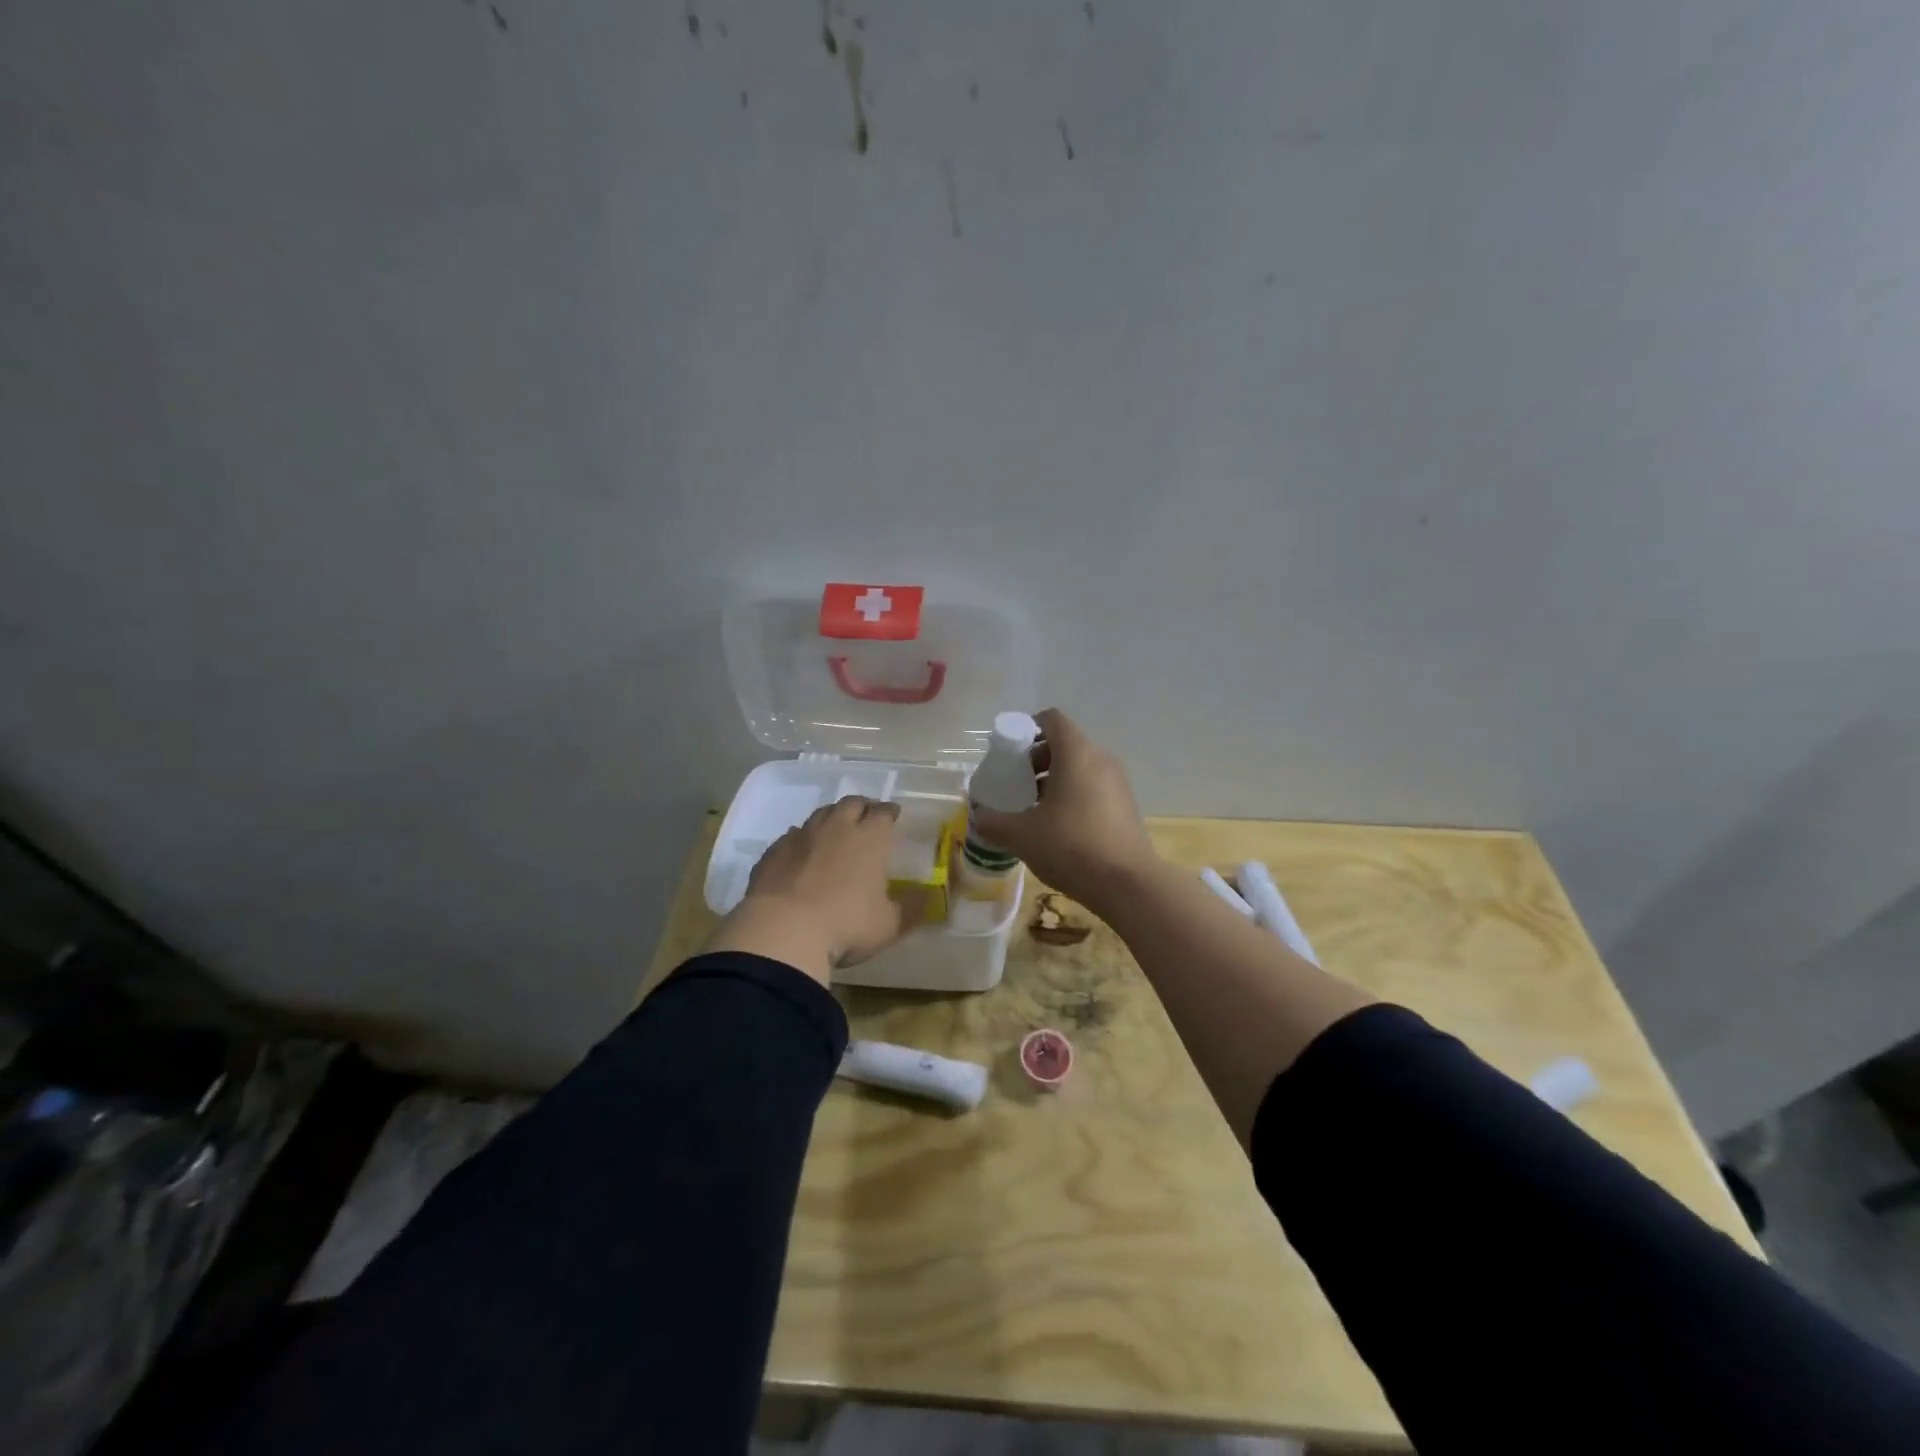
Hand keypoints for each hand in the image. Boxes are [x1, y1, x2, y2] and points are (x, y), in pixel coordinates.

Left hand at [705, 796, 918, 985]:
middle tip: (866, 815)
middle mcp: (836, 828)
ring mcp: (801, 837)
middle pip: (851, 804)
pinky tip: (801, 851)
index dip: (889, 812)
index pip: (883, 813)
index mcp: (869, 839)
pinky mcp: (773, 852)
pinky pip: (791, 836)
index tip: (893, 814)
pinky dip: (801, 839)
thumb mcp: (889, 925)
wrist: (783, 931)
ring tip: (835, 828)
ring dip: (831, 817)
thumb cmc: (846, 925)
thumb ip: (910, 909)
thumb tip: (928, 898)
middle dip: (862, 806)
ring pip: (819, 814)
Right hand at [968, 708, 1157, 913]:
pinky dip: (1073, 795)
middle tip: (1016, 785)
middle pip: (1065, 744)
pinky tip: (1058, 828)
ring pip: (1080, 767)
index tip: (1010, 753)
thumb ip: (994, 822)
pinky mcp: (1126, 806)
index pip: (1052, 719)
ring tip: (1034, 810)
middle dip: (1037, 760)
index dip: (1028, 728)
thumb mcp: (1022, 836)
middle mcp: (1100, 759)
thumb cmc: (1071, 846)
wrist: (1128, 884)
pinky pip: (1093, 787)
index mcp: (1076, 753)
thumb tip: (978, 817)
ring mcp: (1117, 782)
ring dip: (1054, 780)